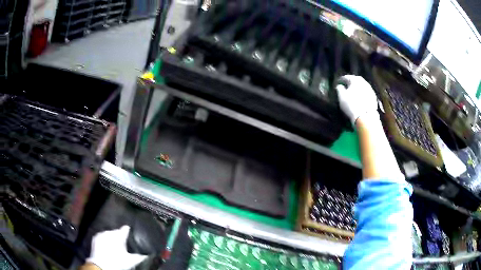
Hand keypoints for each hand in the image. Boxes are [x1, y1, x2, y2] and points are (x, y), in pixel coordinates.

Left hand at [86, 226, 146, 269]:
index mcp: (118, 235)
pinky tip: (107, 245)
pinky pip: (102, 236)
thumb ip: (140, 256)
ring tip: (114, 245)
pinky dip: (105, 239)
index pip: (125, 229)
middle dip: (119, 236)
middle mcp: (109, 232)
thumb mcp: (131, 261)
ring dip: (111, 237)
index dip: (128, 231)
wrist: (101, 265)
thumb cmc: (117, 262)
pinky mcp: (95, 238)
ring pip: (108, 233)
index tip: (130, 231)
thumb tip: (147, 255)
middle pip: (116, 231)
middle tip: (122, 243)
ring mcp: (101, 234)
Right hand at [336, 75, 377, 124]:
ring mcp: (370, 89)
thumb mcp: (341, 96)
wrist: (365, 117)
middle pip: (356, 80)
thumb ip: (339, 89)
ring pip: (362, 86)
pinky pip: (366, 92)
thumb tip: (339, 85)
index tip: (338, 83)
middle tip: (347, 86)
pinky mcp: (374, 97)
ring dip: (358, 88)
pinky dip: (362, 93)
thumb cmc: (351, 105)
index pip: (347, 77)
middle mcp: (363, 82)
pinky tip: (360, 98)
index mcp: (355, 80)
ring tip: (354, 92)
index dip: (341, 80)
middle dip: (351, 82)